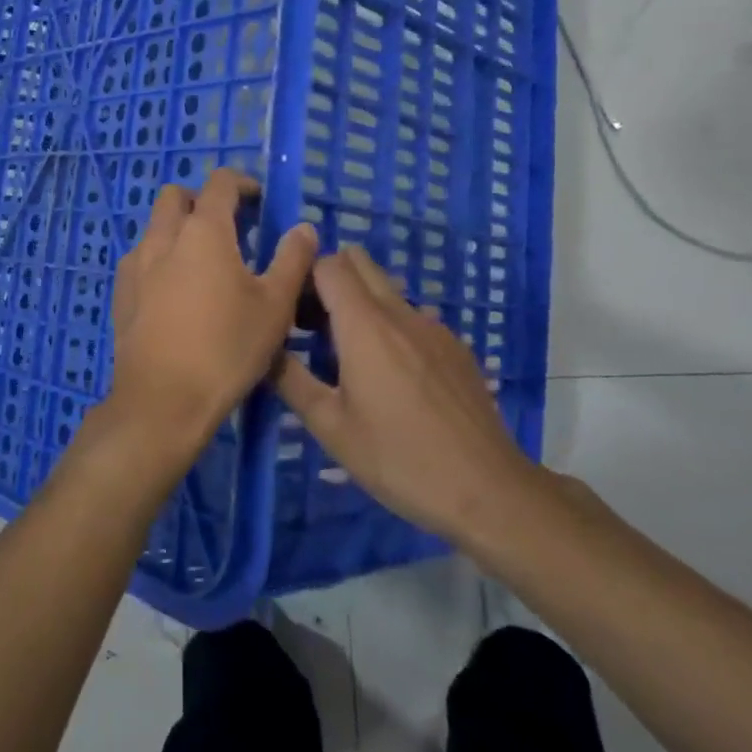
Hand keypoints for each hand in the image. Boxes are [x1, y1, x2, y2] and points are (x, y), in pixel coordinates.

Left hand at [91, 169, 316, 475]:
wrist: (162, 401)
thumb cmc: (227, 348)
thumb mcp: (275, 306)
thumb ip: (292, 259)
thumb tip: (303, 228)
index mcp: (203, 231)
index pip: (220, 182)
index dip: (243, 183)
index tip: (260, 202)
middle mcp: (163, 236)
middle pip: (176, 195)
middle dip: (202, 201)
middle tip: (230, 230)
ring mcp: (136, 264)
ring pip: (155, 227)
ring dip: (179, 230)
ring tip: (204, 265)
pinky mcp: (121, 292)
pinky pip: (141, 258)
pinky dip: (161, 259)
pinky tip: (176, 293)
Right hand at [275, 244, 541, 544]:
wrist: (487, 489)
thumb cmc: (398, 458)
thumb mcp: (331, 427)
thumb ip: (291, 381)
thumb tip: (264, 349)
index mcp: (364, 325)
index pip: (329, 264)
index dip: (304, 277)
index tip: (292, 312)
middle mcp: (400, 313)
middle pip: (359, 262)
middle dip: (330, 279)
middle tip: (315, 326)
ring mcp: (434, 327)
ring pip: (387, 289)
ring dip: (361, 304)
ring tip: (351, 356)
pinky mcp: (456, 347)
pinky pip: (414, 317)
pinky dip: (393, 327)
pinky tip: (395, 378)